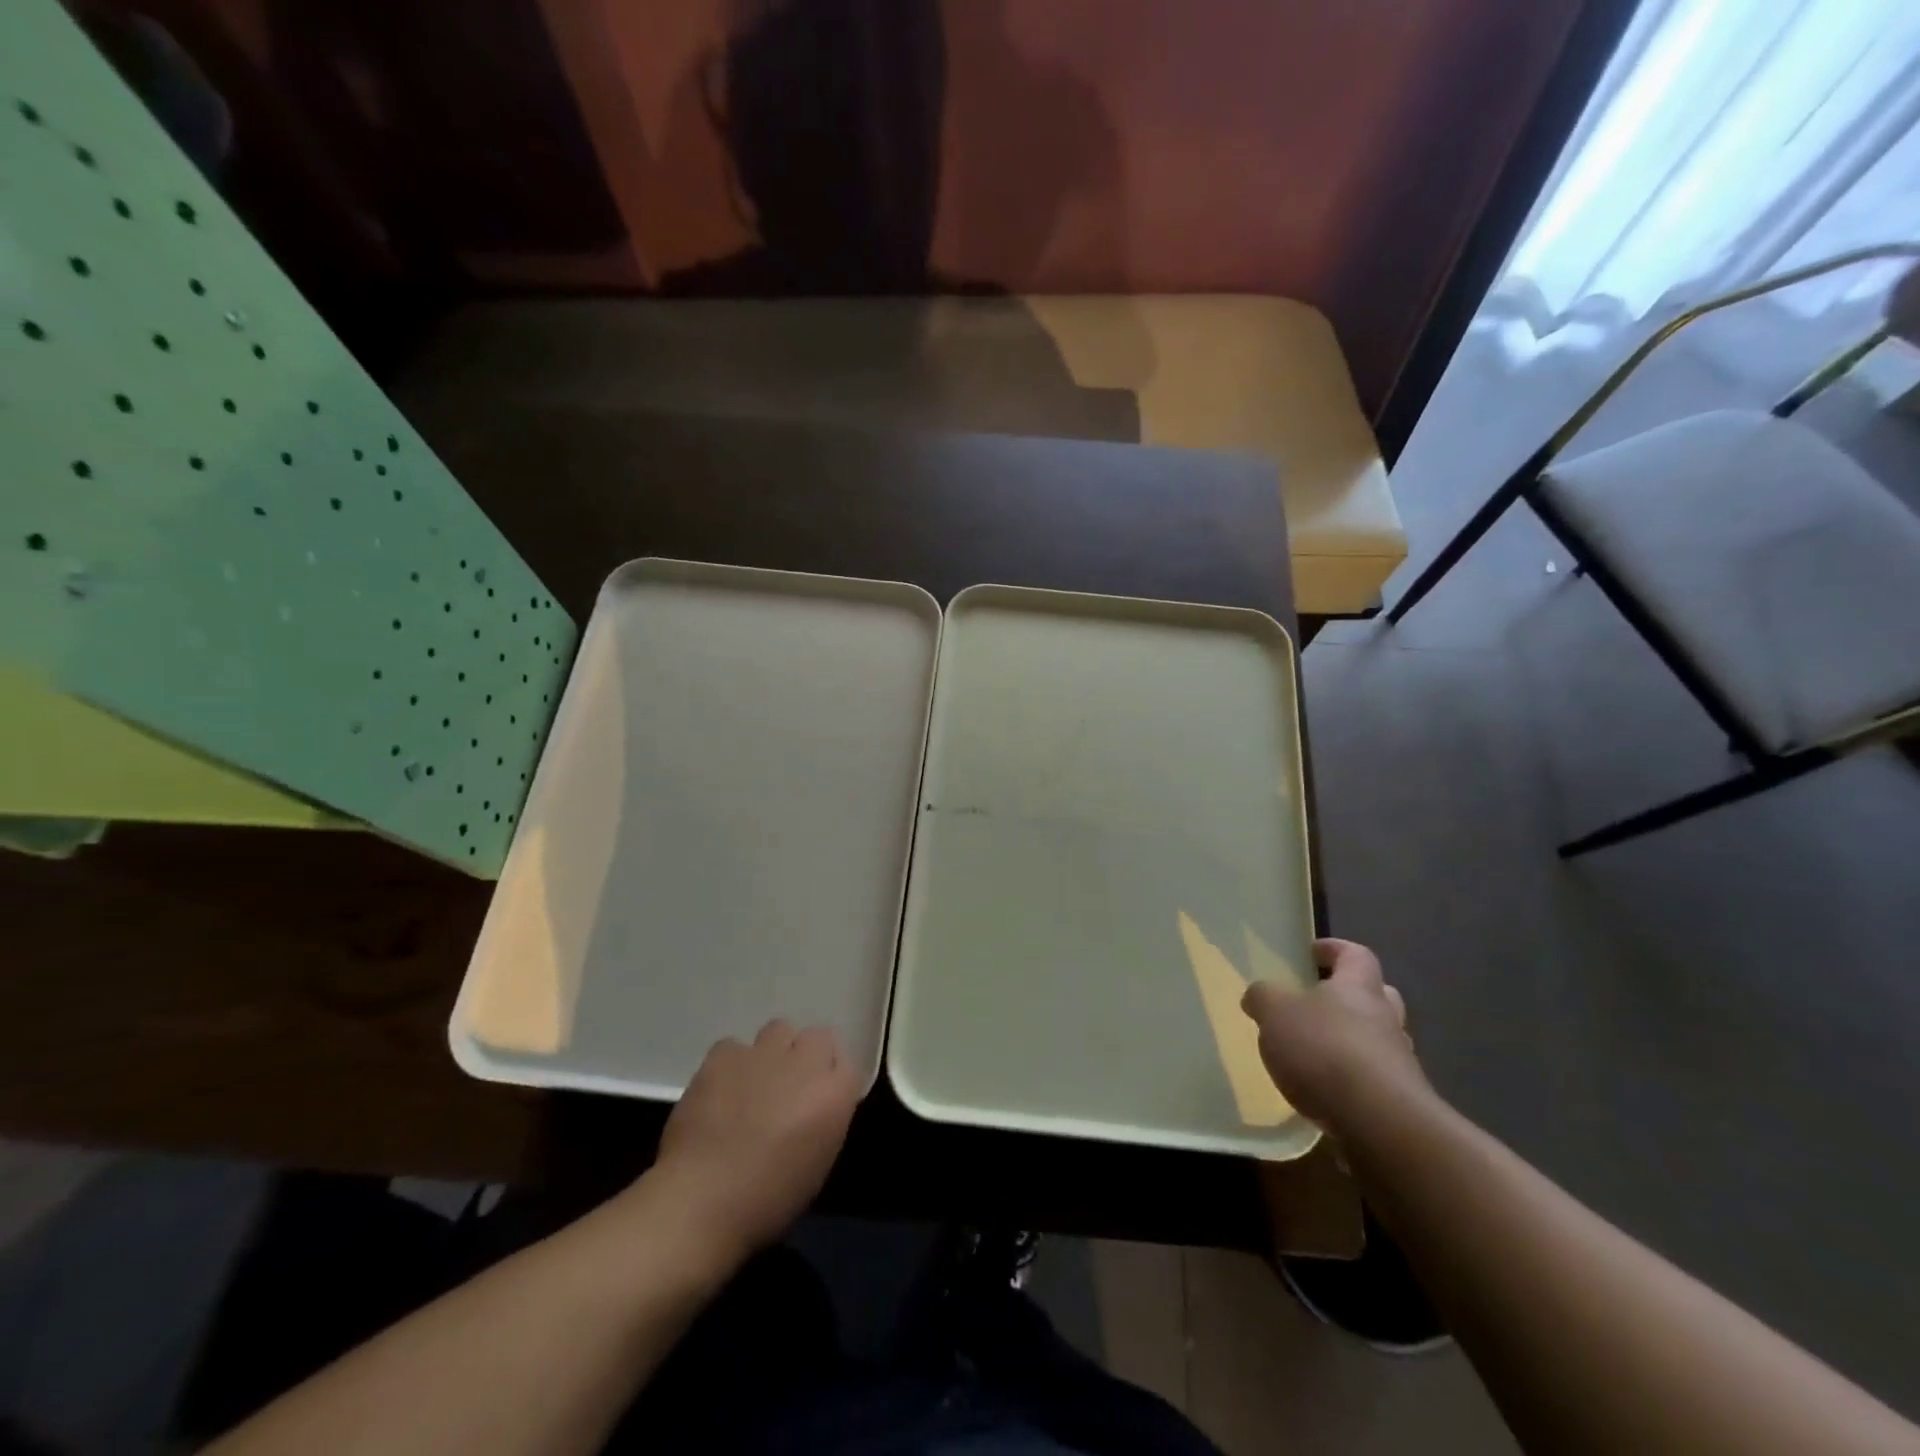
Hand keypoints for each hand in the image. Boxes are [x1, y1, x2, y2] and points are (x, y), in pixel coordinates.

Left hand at [650, 1021, 860, 1259]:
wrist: (703, 1200)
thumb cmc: (768, 1199)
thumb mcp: (817, 1165)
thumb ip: (824, 1121)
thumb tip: (814, 1107)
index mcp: (834, 1094)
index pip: (848, 1065)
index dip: (833, 1081)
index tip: (821, 1100)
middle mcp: (804, 1063)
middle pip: (818, 1038)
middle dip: (808, 1057)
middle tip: (791, 1086)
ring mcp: (763, 1053)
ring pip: (779, 1030)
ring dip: (774, 1051)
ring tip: (756, 1081)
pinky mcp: (724, 1055)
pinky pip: (734, 1047)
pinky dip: (731, 1064)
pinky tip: (721, 1089)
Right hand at [1241, 938, 1427, 1129]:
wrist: (1380, 1124)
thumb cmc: (1325, 1050)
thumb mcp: (1275, 1012)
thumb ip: (1264, 997)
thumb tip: (1259, 996)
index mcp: (1359, 987)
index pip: (1356, 955)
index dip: (1335, 949)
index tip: (1313, 953)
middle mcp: (1385, 1019)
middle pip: (1376, 996)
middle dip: (1349, 997)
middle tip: (1318, 1004)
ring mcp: (1399, 1063)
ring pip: (1377, 1040)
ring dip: (1351, 1042)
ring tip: (1314, 1055)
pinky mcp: (1400, 1104)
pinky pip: (1374, 1080)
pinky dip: (1352, 1081)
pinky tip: (1325, 1094)